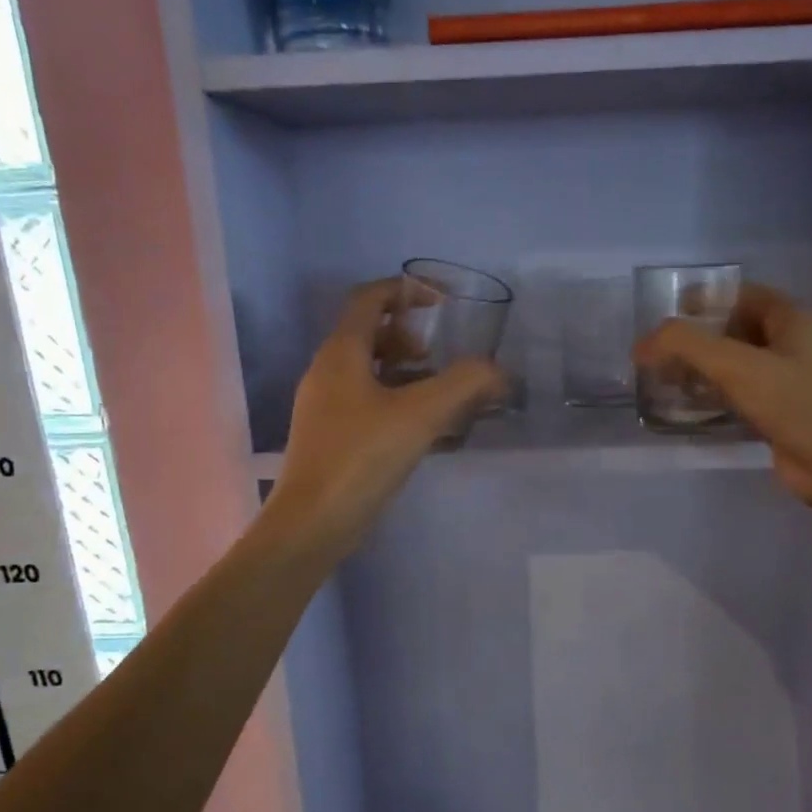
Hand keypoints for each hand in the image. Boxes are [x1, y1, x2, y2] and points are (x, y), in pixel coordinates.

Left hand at [267, 280, 506, 557]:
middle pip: (369, 333)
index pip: (370, 298)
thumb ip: (464, 385)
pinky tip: (424, 428)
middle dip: (409, 335)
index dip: (406, 290)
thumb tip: (497, 372)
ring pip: (369, 371)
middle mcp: (328, 372)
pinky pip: (368, 401)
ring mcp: (326, 406)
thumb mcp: (421, 414)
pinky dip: (397, 400)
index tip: (443, 303)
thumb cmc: (362, 456)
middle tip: (440, 355)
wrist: (313, 521)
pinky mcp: (332, 436)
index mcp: (341, 353)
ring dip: (406, 371)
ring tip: (441, 392)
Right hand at [633, 284, 811, 519]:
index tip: (668, 315)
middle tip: (660, 351)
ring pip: (737, 365)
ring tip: (665, 378)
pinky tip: (689, 406)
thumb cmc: (796, 403)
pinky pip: (741, 395)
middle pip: (737, 329)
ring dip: (703, 369)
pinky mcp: (780, 414)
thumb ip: (687, 346)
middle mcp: (793, 346)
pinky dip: (715, 396)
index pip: (743, 295)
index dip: (706, 299)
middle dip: (698, 337)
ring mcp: (789, 382)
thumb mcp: (737, 366)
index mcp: (793, 321)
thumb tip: (642, 345)